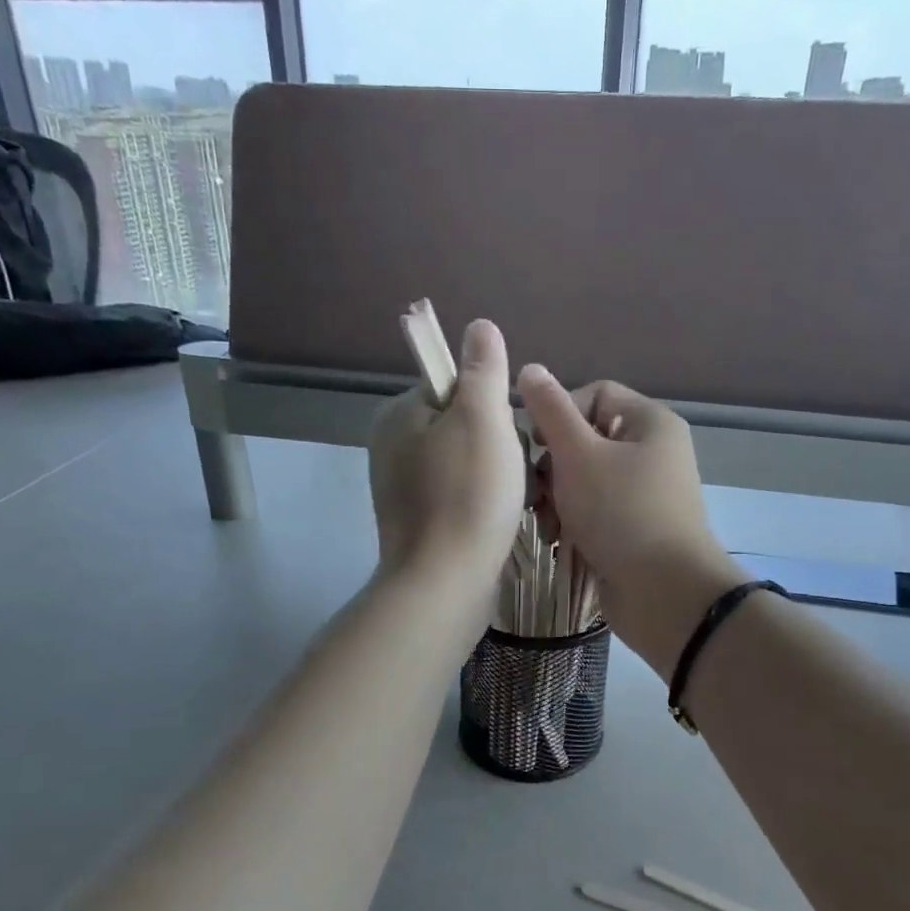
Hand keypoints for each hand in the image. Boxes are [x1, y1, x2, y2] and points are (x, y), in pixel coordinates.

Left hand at [368, 318, 525, 593]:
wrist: (444, 584)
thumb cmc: (467, 496)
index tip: (508, 436)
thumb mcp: (482, 419)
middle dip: (499, 445)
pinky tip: (503, 520)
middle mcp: (392, 446)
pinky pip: (460, 494)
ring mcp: (402, 487)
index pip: (454, 385)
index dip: (491, 405)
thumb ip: (482, 369)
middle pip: (464, 424)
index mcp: (398, 415)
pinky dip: (484, 502)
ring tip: (517, 499)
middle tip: (517, 474)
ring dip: (499, 475)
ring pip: (468, 461)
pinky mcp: (417, 521)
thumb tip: (480, 326)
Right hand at [518, 368, 746, 675]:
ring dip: (557, 499)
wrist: (665, 593)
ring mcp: (644, 494)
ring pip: (584, 479)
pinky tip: (558, 541)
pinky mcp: (634, 529)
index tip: (536, 443)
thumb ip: (551, 411)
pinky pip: (594, 511)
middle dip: (553, 466)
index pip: (595, 393)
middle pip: (586, 439)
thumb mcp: (579, 454)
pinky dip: (574, 522)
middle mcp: (651, 453)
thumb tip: (530, 370)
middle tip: (537, 492)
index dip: (559, 412)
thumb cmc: (621, 513)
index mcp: (649, 423)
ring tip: (547, 524)